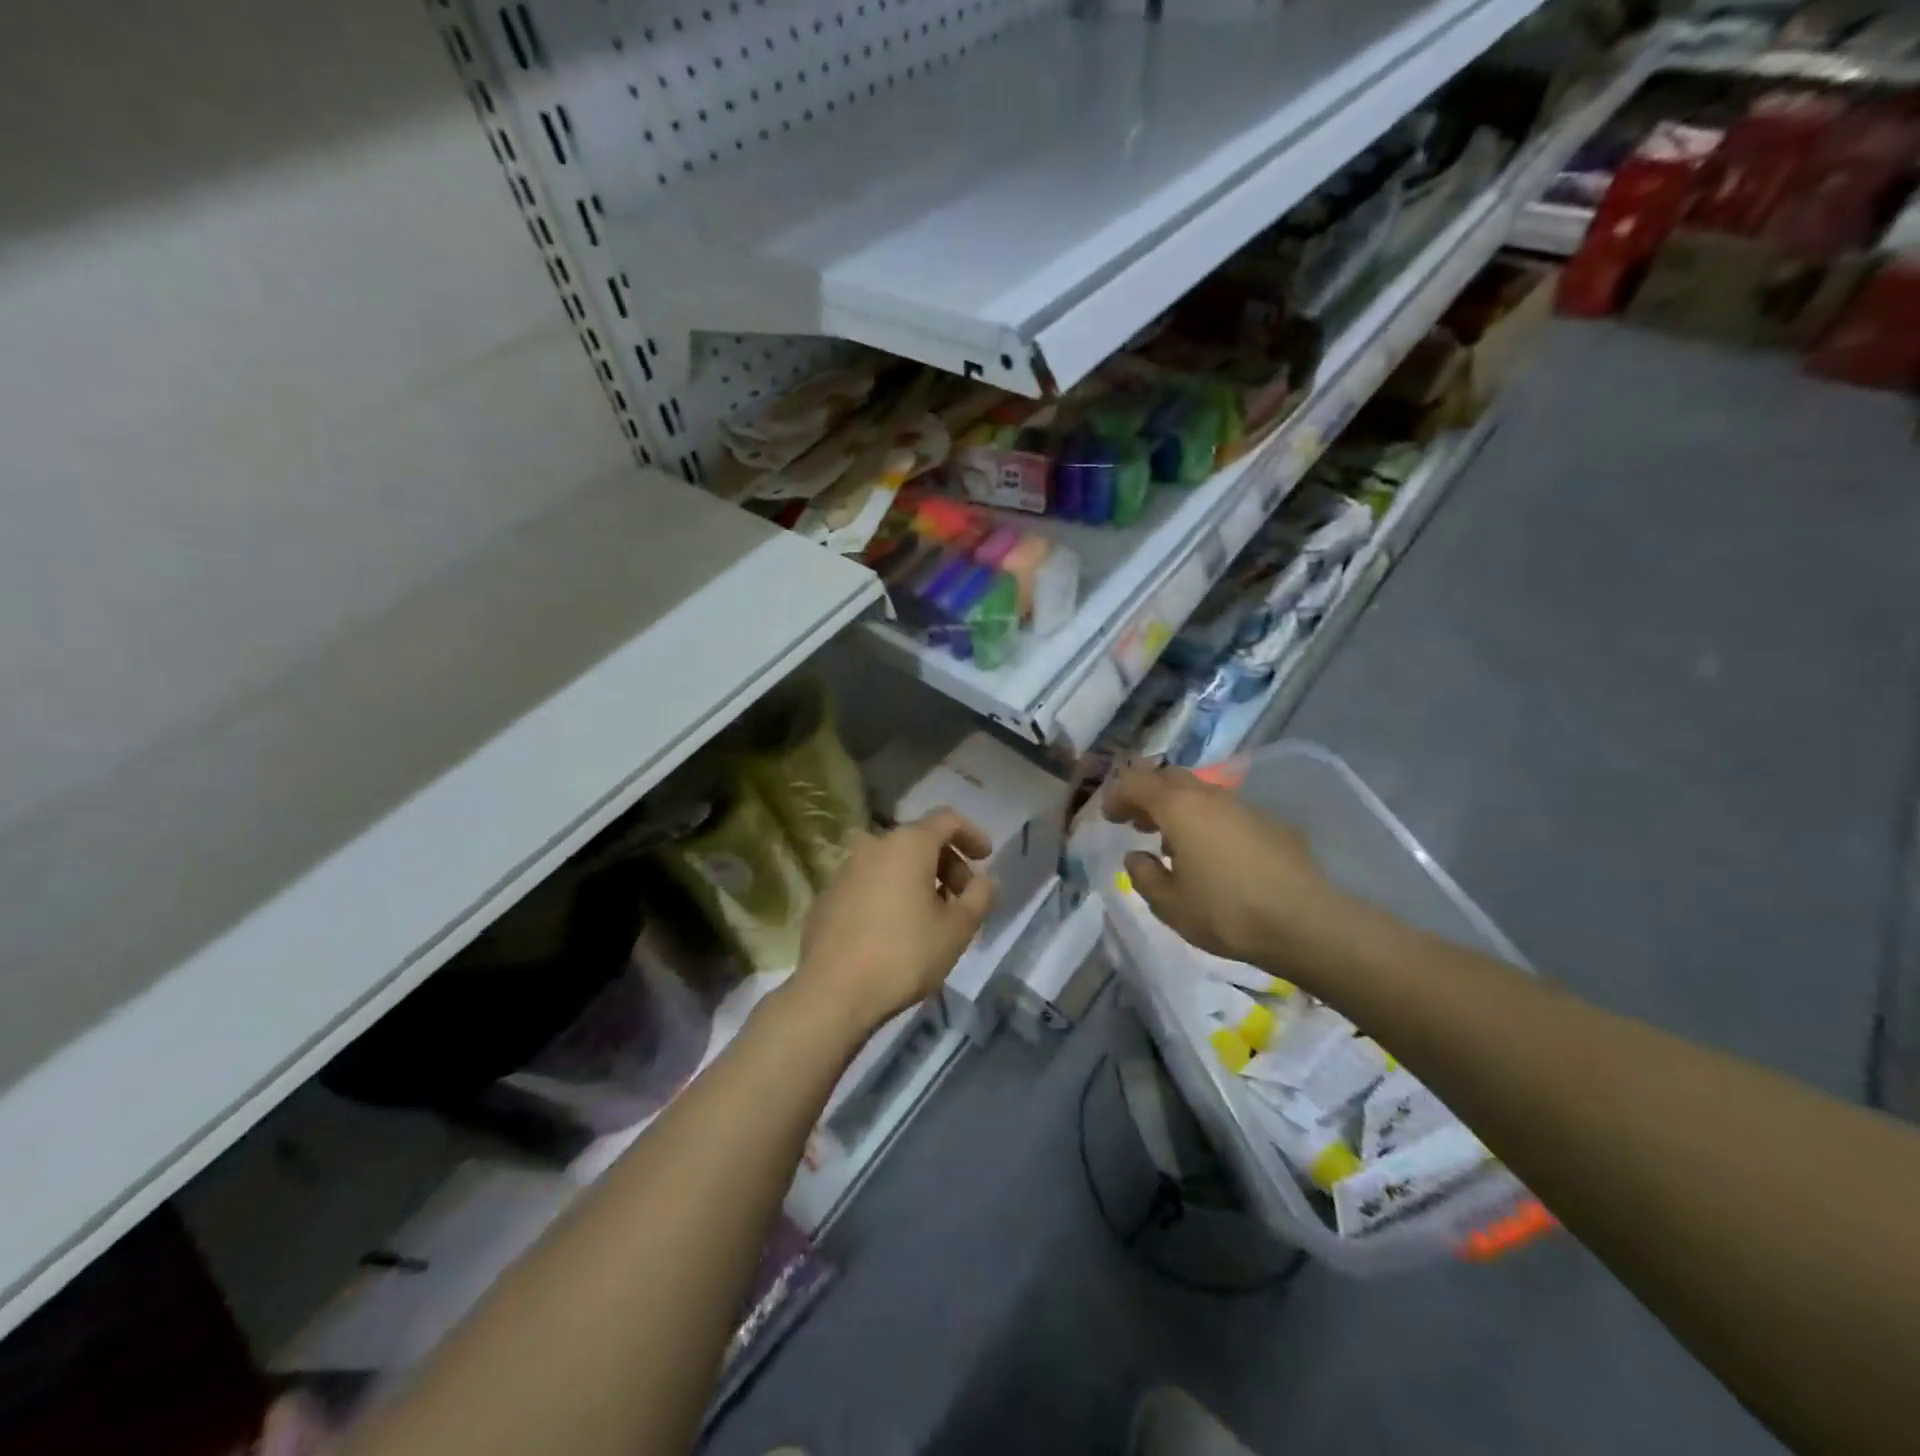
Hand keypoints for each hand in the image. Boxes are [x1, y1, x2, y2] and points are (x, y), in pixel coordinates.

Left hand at [787, 809, 995, 1037]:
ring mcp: (845, 870)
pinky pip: (869, 883)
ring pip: (892, 863)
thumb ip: (979, 897)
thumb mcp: (957, 929)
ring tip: (932, 917)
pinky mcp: (827, 896)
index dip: (971, 834)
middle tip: (962, 899)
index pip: (947, 820)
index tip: (986, 858)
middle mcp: (873, 846)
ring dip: (918, 880)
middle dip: (947, 864)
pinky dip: (890, 894)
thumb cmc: (904, 954)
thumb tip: (984, 882)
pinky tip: (895, 930)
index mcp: (908, 844)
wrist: (831, 992)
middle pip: (919, 841)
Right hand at [1103, 762, 1348, 970]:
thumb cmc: (1226, 912)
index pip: (1136, 782)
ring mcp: (1245, 807)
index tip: (1110, 818)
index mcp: (1178, 807)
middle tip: (1137, 823)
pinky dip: (1209, 823)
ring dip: (1180, 809)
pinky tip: (1215, 857)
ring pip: (1202, 793)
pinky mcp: (1273, 824)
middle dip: (1149, 795)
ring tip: (1173, 843)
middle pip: (1170, 778)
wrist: (1305, 922)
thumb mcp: (1169, 904)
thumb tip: (1137, 856)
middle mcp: (1210, 796)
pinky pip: (1228, 813)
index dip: (1117, 796)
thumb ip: (1143, 875)